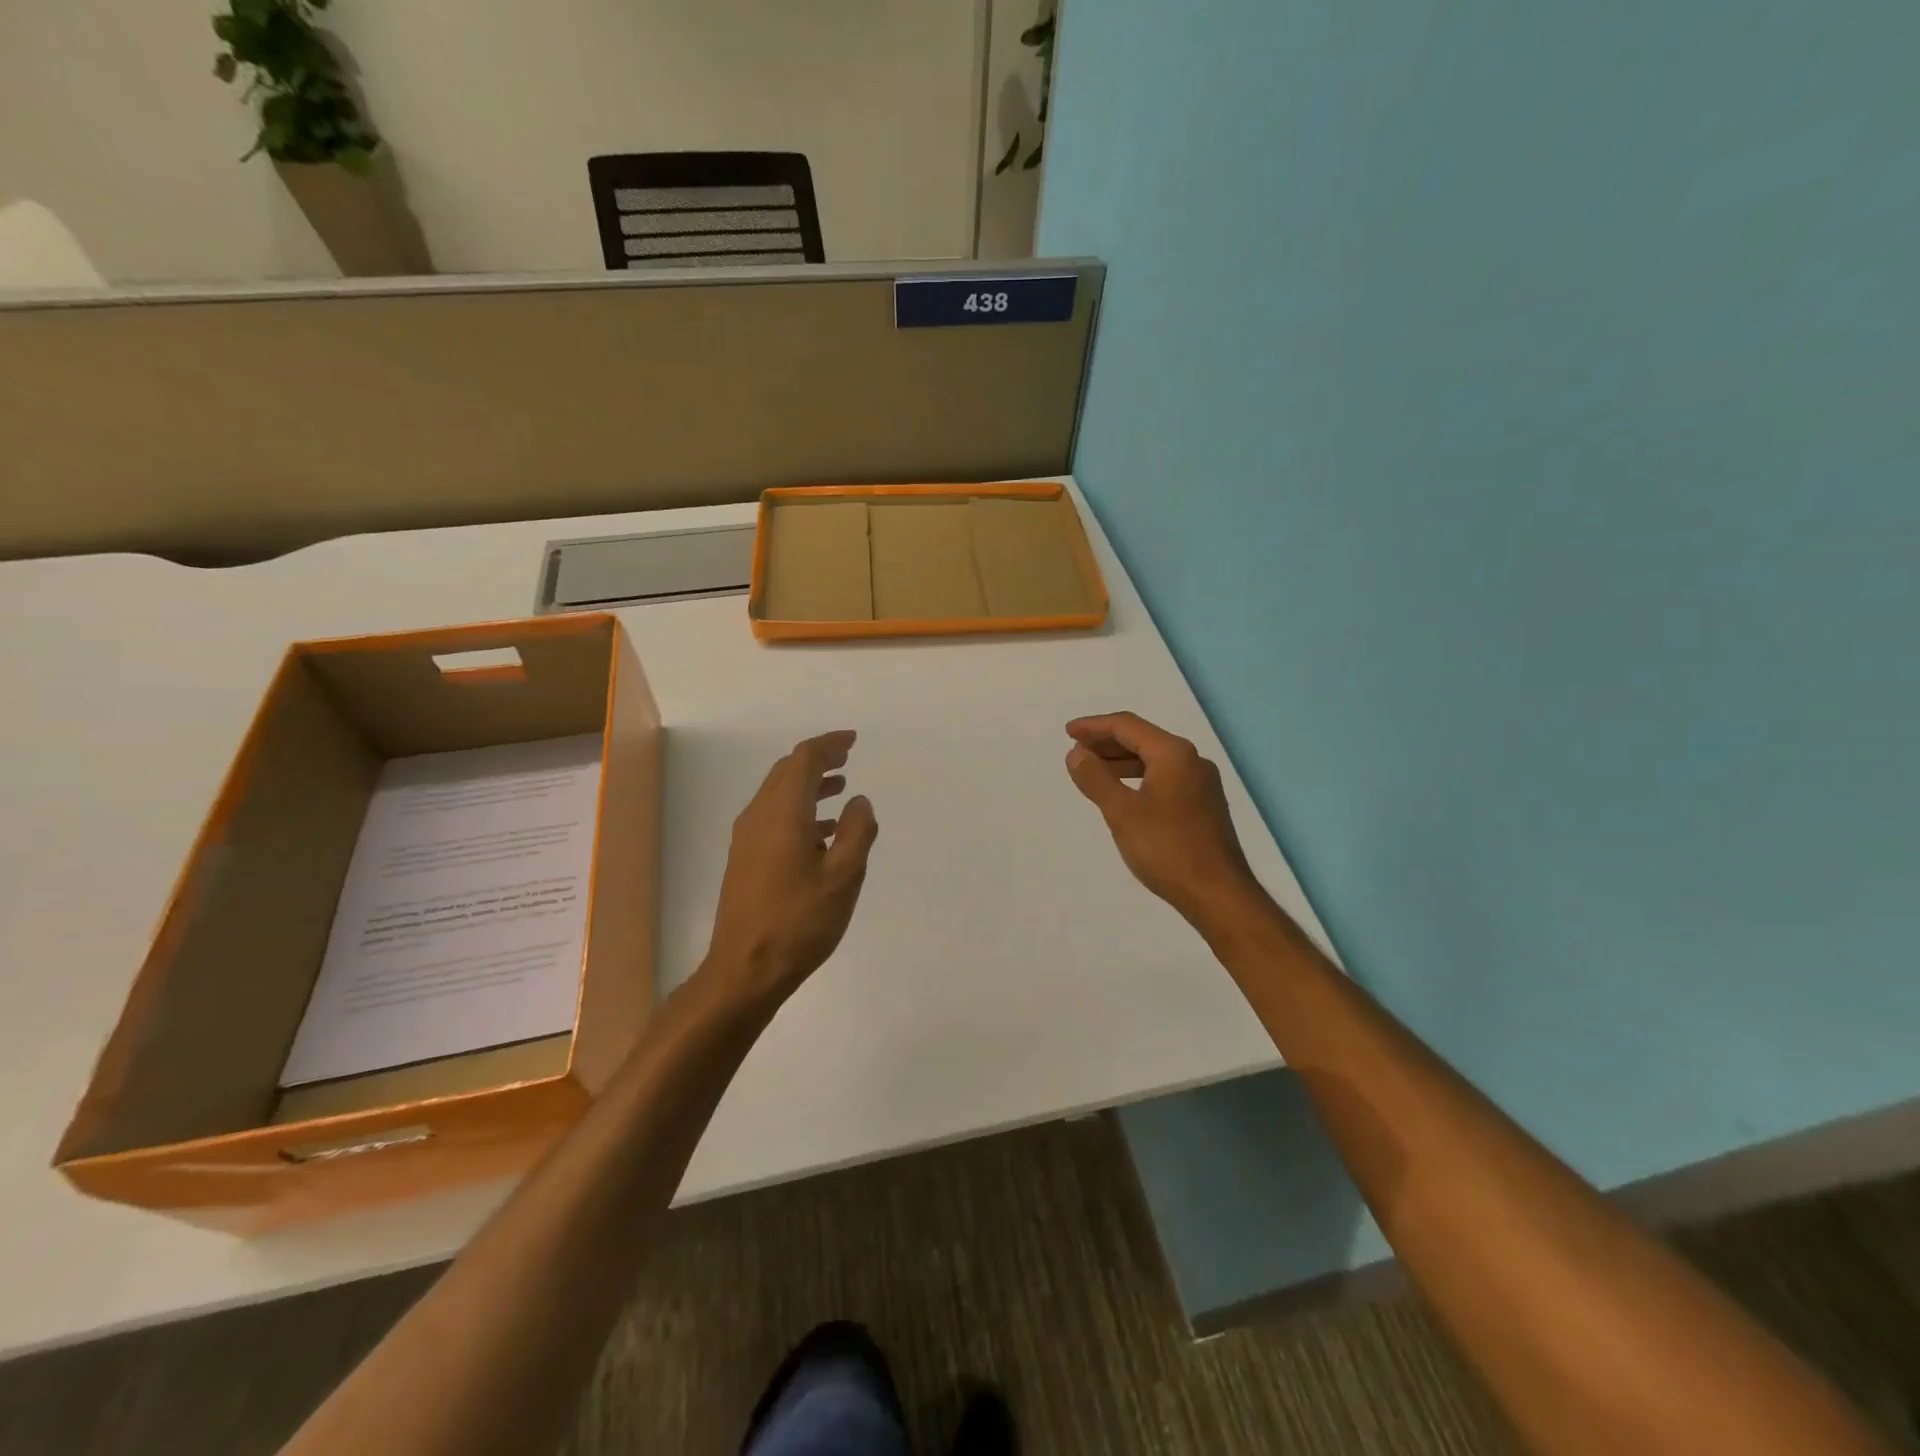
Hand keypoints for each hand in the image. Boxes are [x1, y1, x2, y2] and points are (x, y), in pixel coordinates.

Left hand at [702, 730, 878, 1004]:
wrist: (745, 969)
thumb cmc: (799, 921)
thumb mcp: (843, 876)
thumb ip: (858, 832)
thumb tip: (859, 801)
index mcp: (782, 813)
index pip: (804, 760)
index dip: (829, 745)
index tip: (852, 741)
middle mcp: (759, 817)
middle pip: (786, 772)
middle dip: (817, 761)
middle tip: (847, 758)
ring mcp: (747, 839)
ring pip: (778, 795)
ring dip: (808, 786)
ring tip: (840, 790)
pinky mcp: (744, 860)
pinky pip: (773, 818)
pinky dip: (799, 810)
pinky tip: (822, 832)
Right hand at [1065, 712, 1260, 928]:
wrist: (1217, 893)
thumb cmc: (1166, 849)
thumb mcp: (1122, 812)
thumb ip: (1096, 778)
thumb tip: (1077, 753)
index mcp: (1173, 754)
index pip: (1127, 726)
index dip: (1094, 726)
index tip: (1068, 733)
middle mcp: (1191, 761)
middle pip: (1143, 739)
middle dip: (1107, 742)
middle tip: (1076, 750)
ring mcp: (1201, 783)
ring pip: (1154, 760)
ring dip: (1121, 761)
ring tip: (1092, 771)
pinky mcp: (1203, 805)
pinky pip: (1164, 778)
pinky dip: (1138, 777)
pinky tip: (1123, 793)